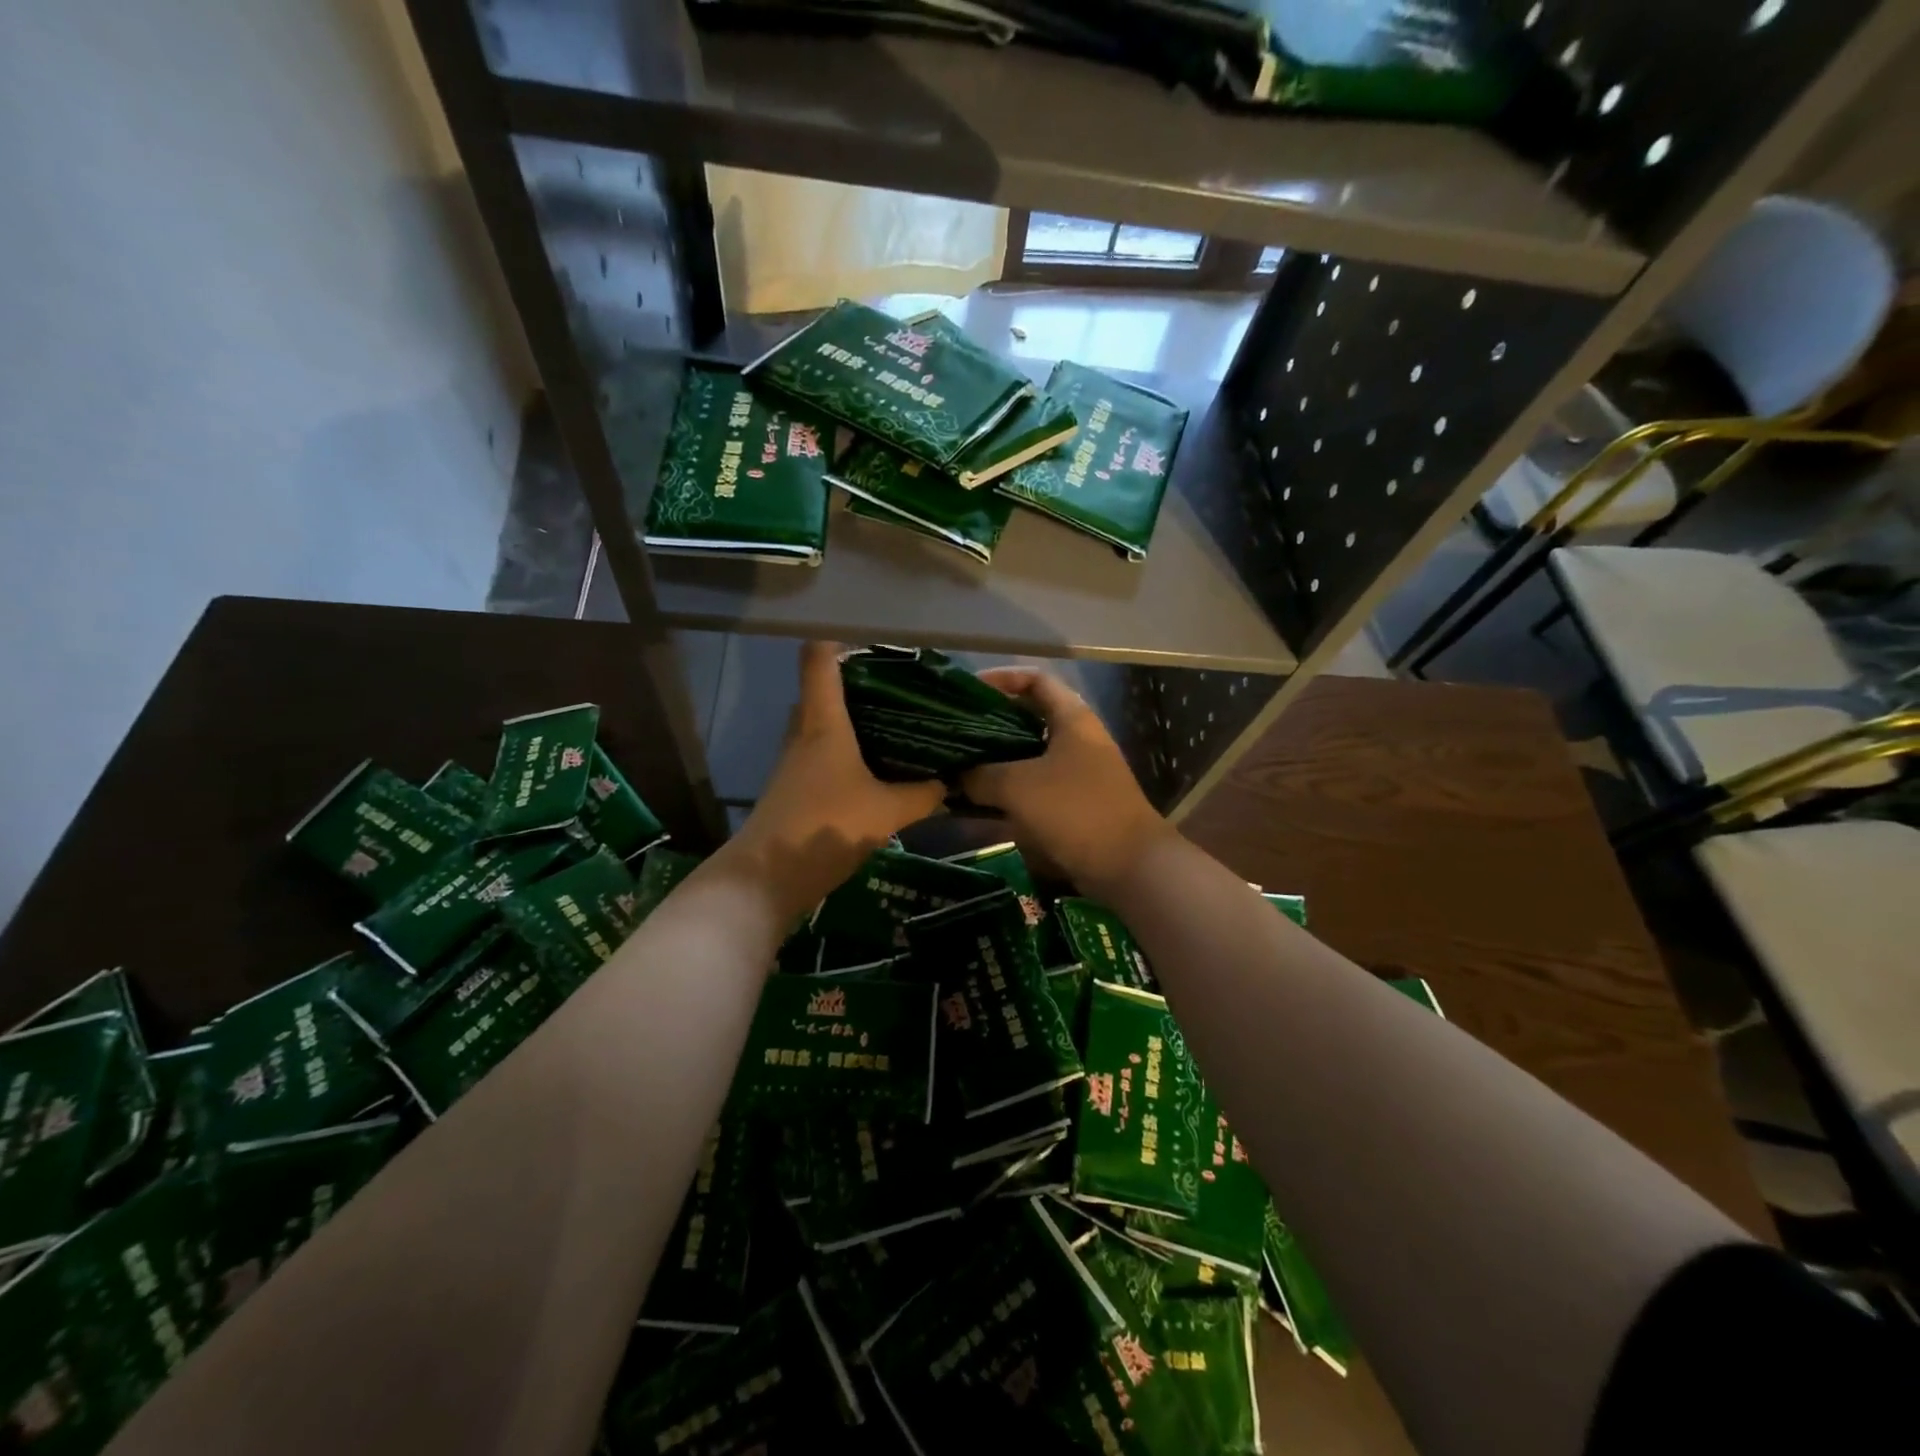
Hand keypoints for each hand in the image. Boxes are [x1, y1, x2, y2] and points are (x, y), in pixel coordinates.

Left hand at [723, 642, 945, 919]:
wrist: (768, 878)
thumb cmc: (826, 827)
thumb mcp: (887, 811)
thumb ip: (922, 794)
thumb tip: (950, 782)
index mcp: (823, 721)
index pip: (819, 658)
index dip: (841, 640)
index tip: (876, 642)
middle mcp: (804, 731)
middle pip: (824, 689)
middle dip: (860, 685)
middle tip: (903, 691)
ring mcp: (795, 760)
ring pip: (825, 724)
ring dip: (855, 721)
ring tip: (899, 725)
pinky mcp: (795, 786)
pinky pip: (823, 753)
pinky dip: (848, 751)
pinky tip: (878, 769)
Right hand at [961, 667, 1172, 894]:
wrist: (1129, 867)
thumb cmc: (1076, 811)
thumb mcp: (1019, 787)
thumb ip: (981, 776)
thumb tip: (954, 776)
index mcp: (1072, 719)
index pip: (1035, 680)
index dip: (1001, 678)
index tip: (967, 691)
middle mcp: (1076, 740)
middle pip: (1027, 719)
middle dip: (990, 725)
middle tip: (954, 733)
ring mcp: (1076, 774)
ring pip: (1027, 757)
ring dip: (994, 763)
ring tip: (957, 768)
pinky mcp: (1072, 805)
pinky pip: (1032, 790)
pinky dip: (1006, 793)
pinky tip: (976, 804)